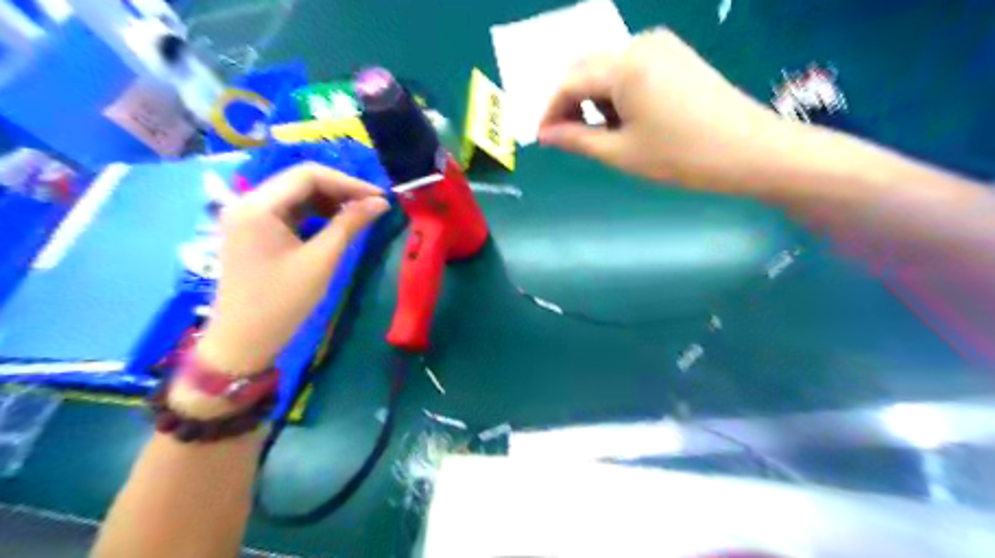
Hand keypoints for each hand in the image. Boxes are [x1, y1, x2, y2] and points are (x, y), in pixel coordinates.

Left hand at [193, 163, 387, 375]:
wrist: (243, 341)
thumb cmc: (282, 302)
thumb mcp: (321, 261)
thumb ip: (350, 225)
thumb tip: (381, 202)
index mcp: (258, 206)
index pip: (308, 175)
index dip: (349, 182)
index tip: (379, 197)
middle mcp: (248, 203)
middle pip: (300, 181)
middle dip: (340, 190)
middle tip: (373, 206)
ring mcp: (247, 217)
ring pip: (296, 195)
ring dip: (329, 201)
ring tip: (359, 215)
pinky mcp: (252, 231)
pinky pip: (288, 211)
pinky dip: (315, 214)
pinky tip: (335, 224)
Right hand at [541, 28, 789, 189]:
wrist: (749, 150)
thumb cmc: (680, 156)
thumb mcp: (621, 153)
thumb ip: (577, 139)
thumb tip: (546, 134)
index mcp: (624, 66)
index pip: (569, 82)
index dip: (551, 111)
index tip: (544, 138)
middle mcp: (639, 44)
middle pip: (586, 67)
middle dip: (570, 101)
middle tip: (569, 137)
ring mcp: (662, 46)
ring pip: (607, 67)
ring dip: (594, 97)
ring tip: (604, 133)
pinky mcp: (676, 55)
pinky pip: (631, 67)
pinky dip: (617, 91)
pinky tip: (627, 118)